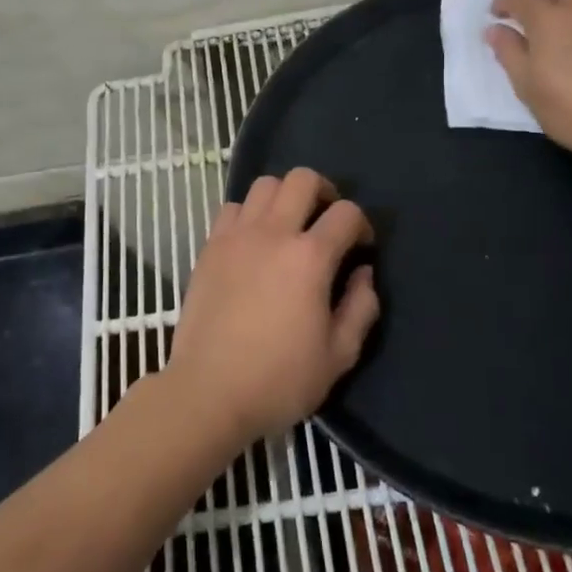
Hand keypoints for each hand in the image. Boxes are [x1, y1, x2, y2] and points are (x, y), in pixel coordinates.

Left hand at [166, 167, 377, 446]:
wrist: (208, 392)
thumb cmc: (279, 380)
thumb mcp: (338, 356)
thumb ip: (361, 308)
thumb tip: (363, 274)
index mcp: (310, 258)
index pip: (346, 213)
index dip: (361, 225)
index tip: (360, 249)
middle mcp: (273, 233)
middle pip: (302, 179)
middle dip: (325, 192)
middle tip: (327, 221)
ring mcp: (236, 236)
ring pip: (264, 185)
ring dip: (284, 197)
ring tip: (289, 226)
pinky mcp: (209, 247)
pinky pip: (233, 208)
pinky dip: (250, 214)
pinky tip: (254, 241)